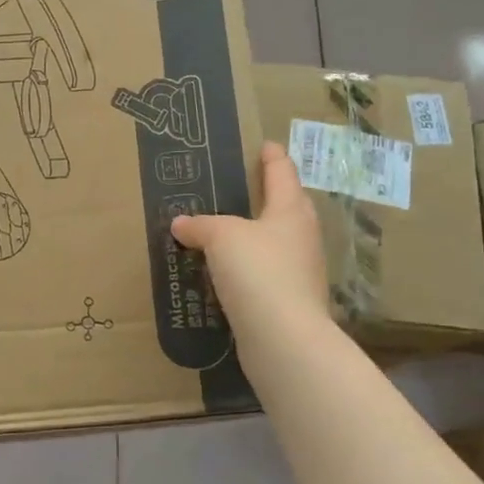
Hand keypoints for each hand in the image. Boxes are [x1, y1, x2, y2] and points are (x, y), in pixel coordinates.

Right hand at [171, 142, 330, 335]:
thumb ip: (200, 225)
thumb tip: (181, 223)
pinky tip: (228, 276)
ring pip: (276, 243)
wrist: (283, 338)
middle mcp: (301, 237)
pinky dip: (249, 270)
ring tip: (227, 233)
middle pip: (286, 207)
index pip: (282, 173)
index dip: (271, 157)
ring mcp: (300, 272)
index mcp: (290, 211)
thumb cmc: (258, 272)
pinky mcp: (289, 302)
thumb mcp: (221, 238)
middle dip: (268, 196)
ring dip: (256, 236)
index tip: (264, 145)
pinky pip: (265, 275)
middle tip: (243, 188)